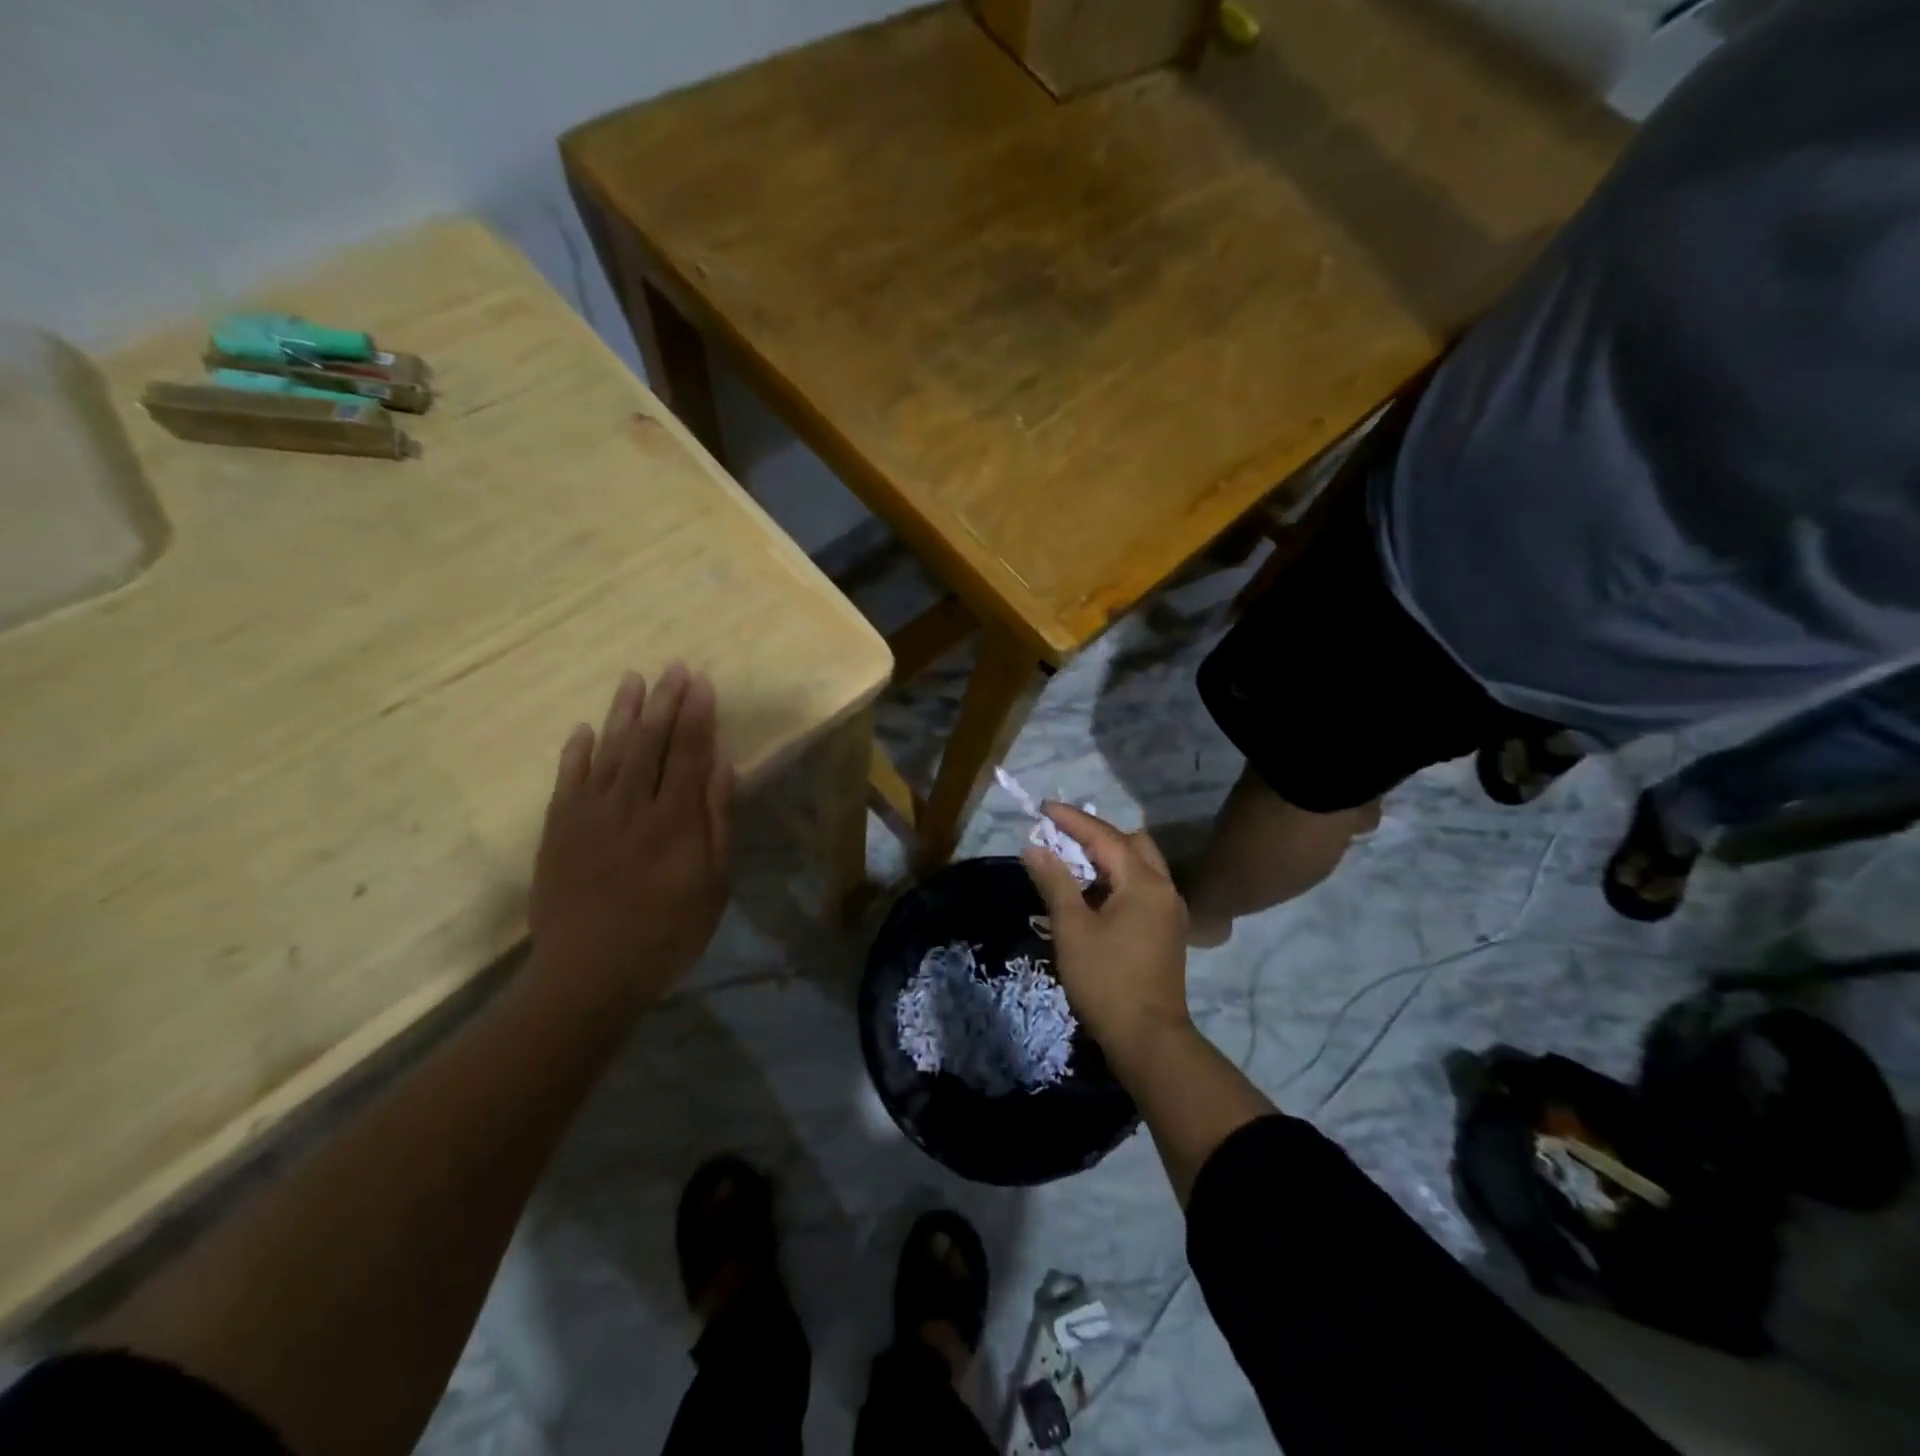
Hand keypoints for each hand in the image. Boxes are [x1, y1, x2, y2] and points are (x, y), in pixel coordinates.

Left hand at [529, 664, 734, 1012]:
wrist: (589, 973)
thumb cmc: (667, 932)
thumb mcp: (714, 884)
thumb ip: (718, 821)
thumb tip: (722, 766)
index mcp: (675, 818)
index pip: (689, 752)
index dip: (697, 715)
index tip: (702, 682)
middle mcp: (632, 804)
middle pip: (651, 742)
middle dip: (665, 702)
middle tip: (674, 668)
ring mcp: (590, 813)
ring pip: (610, 751)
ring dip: (623, 713)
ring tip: (634, 680)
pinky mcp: (559, 829)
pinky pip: (567, 779)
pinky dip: (576, 752)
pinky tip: (584, 729)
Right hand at [1021, 805, 1192, 1066]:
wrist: (1148, 1038)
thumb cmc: (1106, 980)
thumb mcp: (1072, 928)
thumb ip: (1055, 882)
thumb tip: (1035, 848)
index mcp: (1144, 882)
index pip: (1105, 837)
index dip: (1072, 820)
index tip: (1044, 808)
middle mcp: (1163, 888)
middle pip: (1131, 844)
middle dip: (1096, 836)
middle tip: (1062, 838)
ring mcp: (1169, 911)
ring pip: (1139, 867)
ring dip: (1107, 859)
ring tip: (1071, 865)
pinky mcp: (1166, 931)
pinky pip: (1141, 889)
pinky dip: (1116, 881)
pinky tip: (1091, 897)